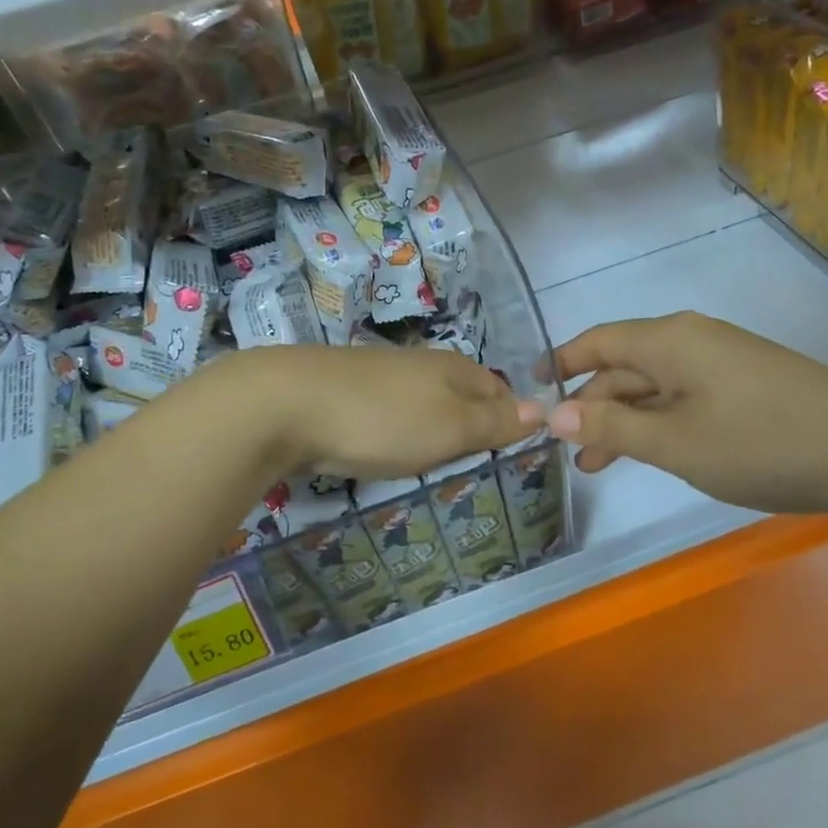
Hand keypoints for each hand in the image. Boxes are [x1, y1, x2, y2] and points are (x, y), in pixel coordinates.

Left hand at [212, 345, 537, 479]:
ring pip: (424, 403)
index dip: (509, 420)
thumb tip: (541, 409)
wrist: (286, 405)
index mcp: (454, 369)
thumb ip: (495, 422)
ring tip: (432, 460)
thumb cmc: (383, 420)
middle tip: (472, 463)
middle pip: (462, 394)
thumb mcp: (451, 427)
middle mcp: (421, 364)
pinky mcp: (347, 391)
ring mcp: (381, 375)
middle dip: (471, 425)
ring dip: (433, 429)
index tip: (509, 454)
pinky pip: (389, 412)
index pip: (500, 391)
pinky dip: (397, 430)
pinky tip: (385, 447)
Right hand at [547, 312, 827, 518]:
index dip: (560, 361)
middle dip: (592, 405)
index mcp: (669, 340)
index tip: (530, 387)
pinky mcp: (747, 384)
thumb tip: (552, 412)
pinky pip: (685, 396)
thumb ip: (610, 425)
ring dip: (624, 420)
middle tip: (569, 450)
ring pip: (655, 385)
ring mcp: (724, 361)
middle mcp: (693, 339)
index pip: (598, 341)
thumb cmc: (760, 442)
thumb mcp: (674, 441)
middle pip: (625, 365)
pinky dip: (659, 422)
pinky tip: (656, 450)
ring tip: (600, 463)